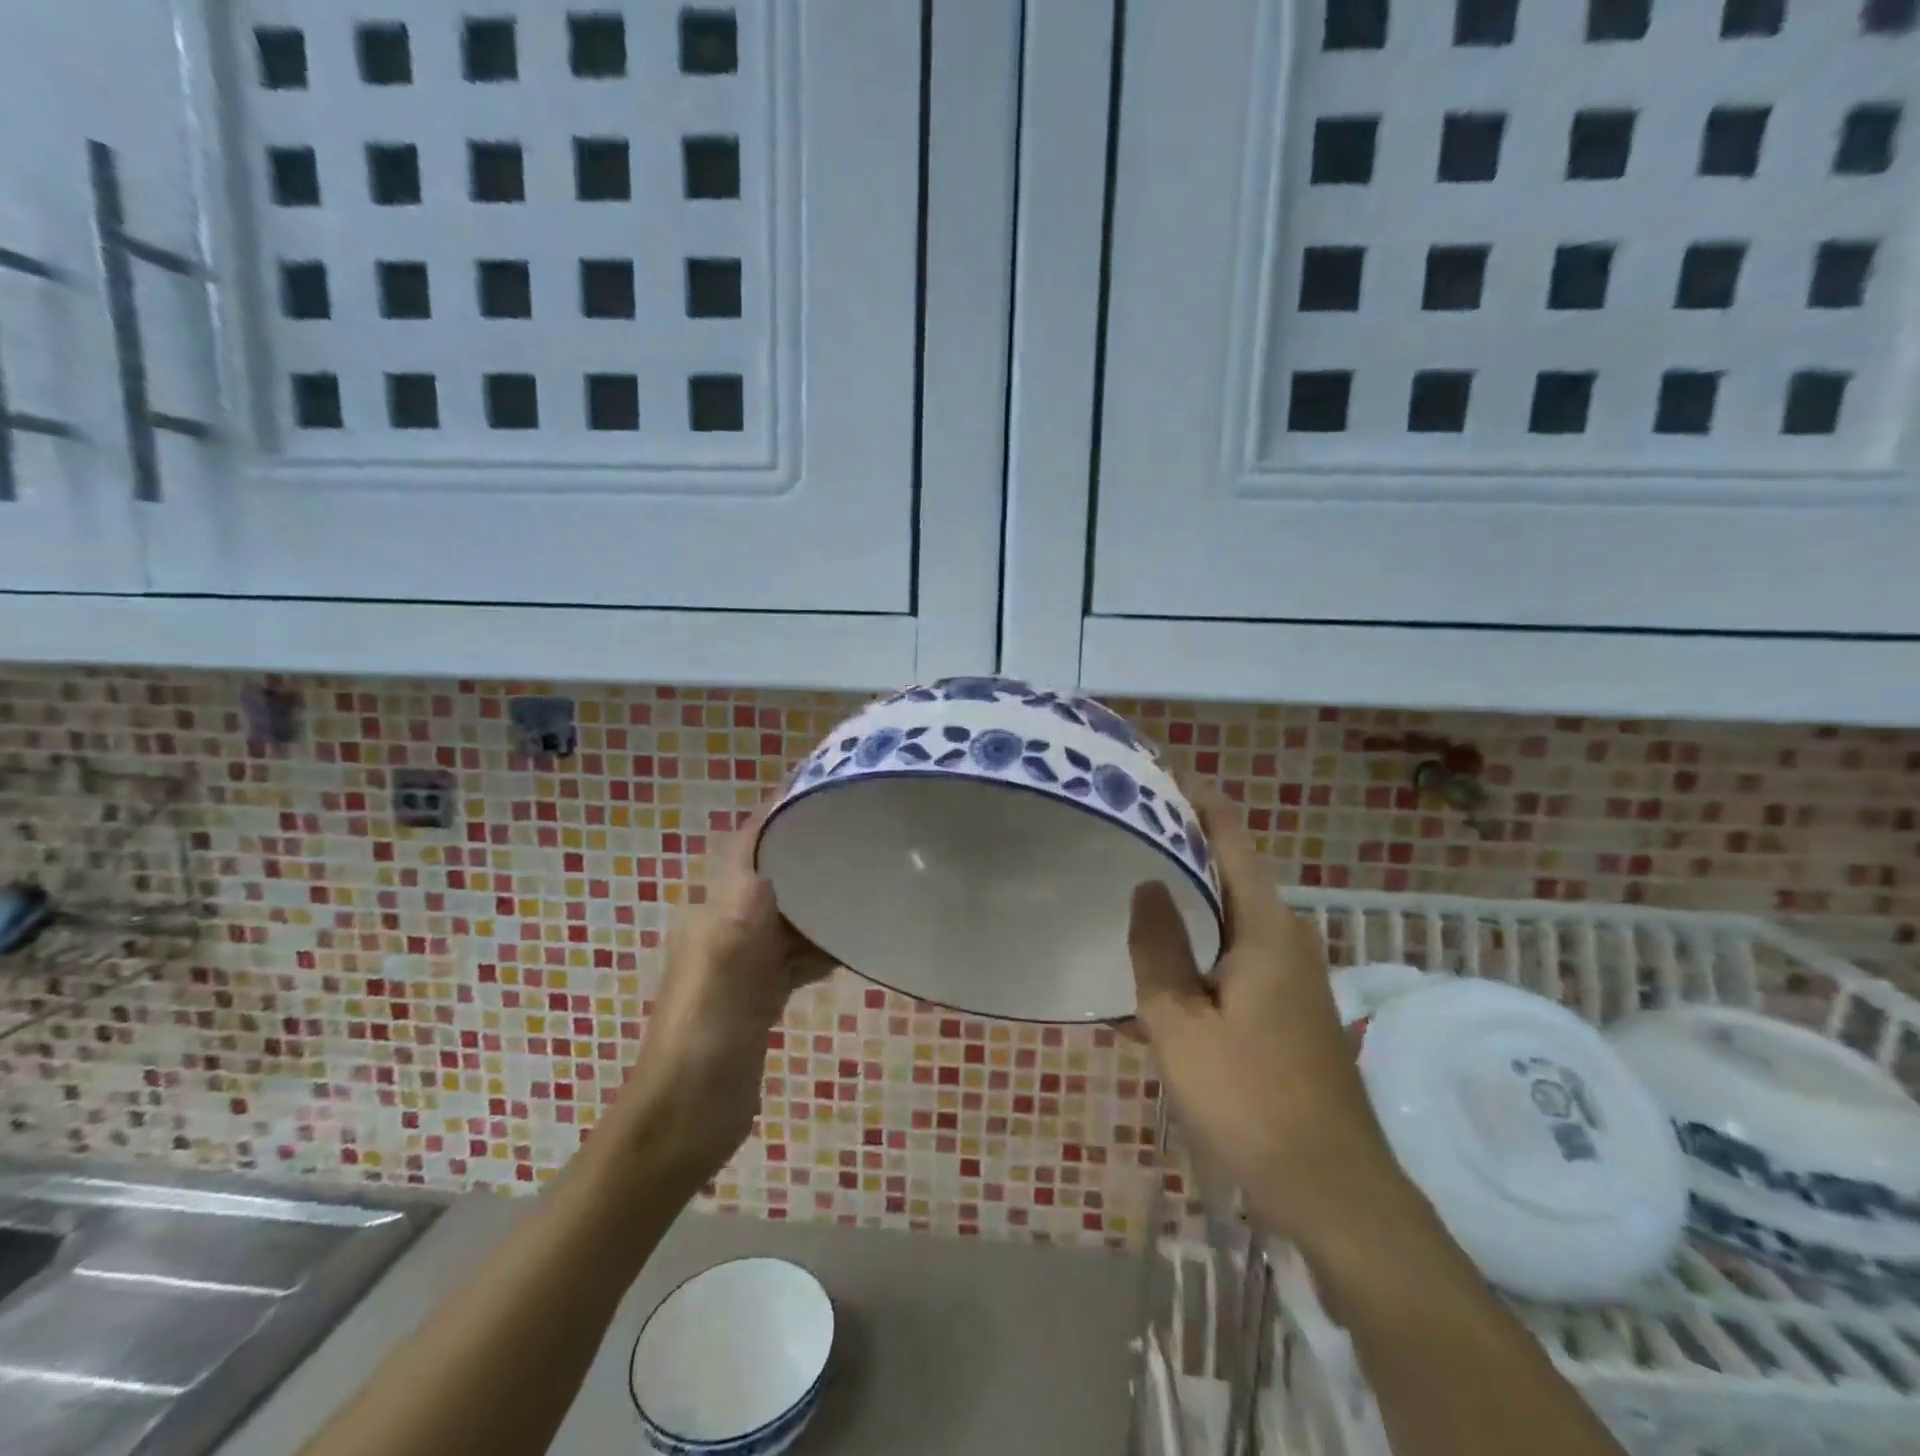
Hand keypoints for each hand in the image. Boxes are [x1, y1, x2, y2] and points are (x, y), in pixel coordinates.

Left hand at [611, 792, 835, 1186]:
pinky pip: (797, 952)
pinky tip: (855, 941)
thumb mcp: (720, 981)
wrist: (682, 1125)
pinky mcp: (760, 992)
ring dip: (823, 897)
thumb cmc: (700, 1047)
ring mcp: (746, 960)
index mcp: (716, 912)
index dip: (780, 810)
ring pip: (790, 912)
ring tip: (871, 879)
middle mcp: (729, 925)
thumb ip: (740, 921)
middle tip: (864, 830)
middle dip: (812, 849)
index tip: (823, 784)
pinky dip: (823, 942)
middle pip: (775, 872)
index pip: (749, 843)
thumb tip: (765, 865)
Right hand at [1128, 784, 1401, 1244]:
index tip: (1166, 771)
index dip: (1202, 802)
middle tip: (1133, 823)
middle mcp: (1287, 938)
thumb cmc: (1250, 1100)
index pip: (1233, 842)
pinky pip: (1238, 950)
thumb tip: (1147, 885)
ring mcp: (1294, 973)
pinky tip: (1165, 957)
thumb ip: (1158, 949)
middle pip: (1233, 871)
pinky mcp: (1290, 1004)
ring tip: (1138, 876)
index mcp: (1265, 930)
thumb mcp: (1180, 1026)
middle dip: (1187, 841)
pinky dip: (1202, 936)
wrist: (1334, 1189)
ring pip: (1234, 914)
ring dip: (1192, 892)